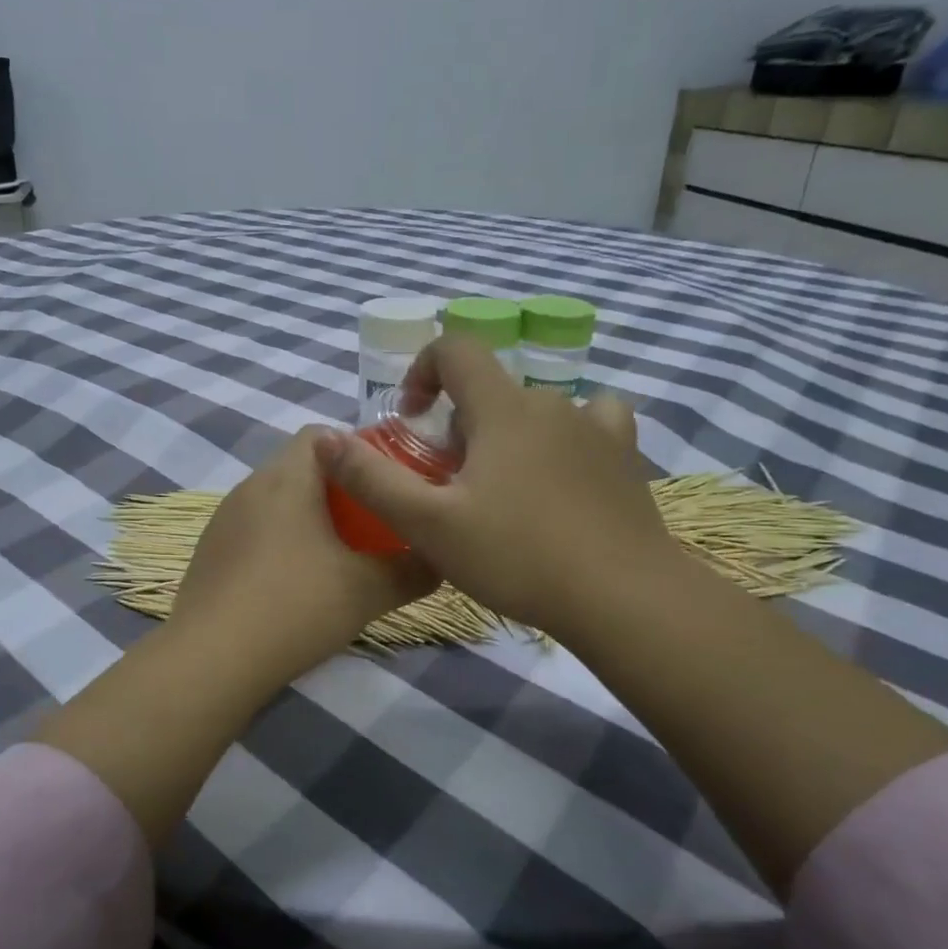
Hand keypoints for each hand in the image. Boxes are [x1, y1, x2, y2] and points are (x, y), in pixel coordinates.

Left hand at [172, 429, 435, 684]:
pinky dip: (280, 543)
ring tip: (337, 556)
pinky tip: (294, 585)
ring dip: (307, 517)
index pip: (321, 434)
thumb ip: (413, 570)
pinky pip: (254, 530)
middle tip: (371, 524)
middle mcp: (250, 487)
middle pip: (300, 467)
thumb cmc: (296, 607)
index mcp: (287, 479)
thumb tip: (441, 561)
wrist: (213, 659)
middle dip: (338, 489)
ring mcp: (224, 520)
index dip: (357, 450)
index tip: (383, 483)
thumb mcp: (369, 590)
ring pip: (276, 501)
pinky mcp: (210, 552)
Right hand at [315, 336, 688, 640]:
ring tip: (504, 490)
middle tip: (452, 486)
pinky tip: (564, 472)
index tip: (412, 420)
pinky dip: (568, 435)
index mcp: (502, 408)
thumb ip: (371, 479)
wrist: (622, 597)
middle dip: (460, 426)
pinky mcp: (624, 457)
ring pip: (535, 411)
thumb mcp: (429, 525)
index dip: (423, 372)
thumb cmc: (518, 556)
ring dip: (508, 435)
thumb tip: (322, 438)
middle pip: (491, 391)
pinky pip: (593, 421)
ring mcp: (595, 427)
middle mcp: (550, 403)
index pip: (456, 350)